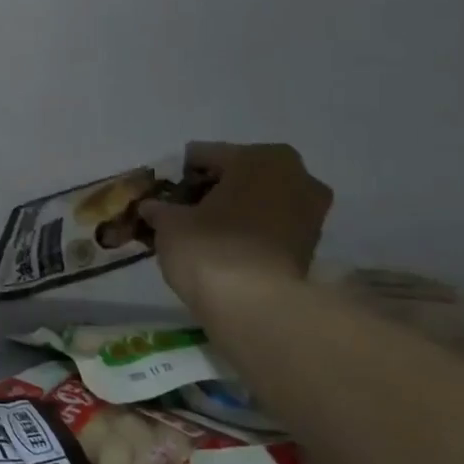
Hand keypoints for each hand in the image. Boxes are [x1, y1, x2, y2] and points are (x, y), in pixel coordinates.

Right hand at [140, 143, 331, 310]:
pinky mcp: (312, 245)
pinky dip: (247, 232)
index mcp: (260, 157)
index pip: (204, 156)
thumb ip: (160, 208)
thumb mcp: (169, 222)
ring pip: (256, 200)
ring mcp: (310, 212)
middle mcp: (295, 175)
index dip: (179, 176)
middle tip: (182, 212)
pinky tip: (222, 248)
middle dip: (211, 191)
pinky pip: (269, 226)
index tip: (161, 196)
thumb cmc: (210, 247)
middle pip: (238, 175)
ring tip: (200, 232)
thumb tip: (152, 207)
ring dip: (232, 211)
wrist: (256, 307)